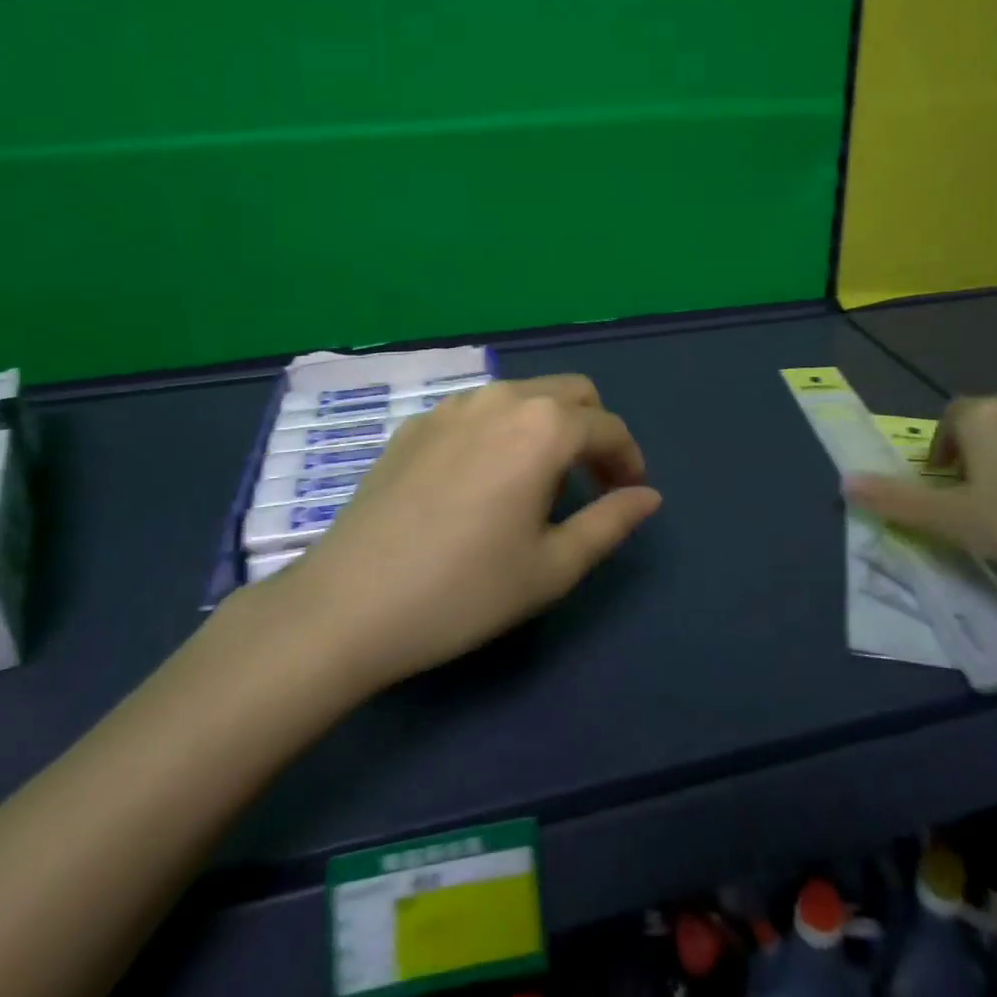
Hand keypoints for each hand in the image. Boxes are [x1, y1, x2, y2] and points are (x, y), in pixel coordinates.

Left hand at [253, 375, 661, 692]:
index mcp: (543, 427)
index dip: (629, 459)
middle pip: (571, 392)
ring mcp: (452, 406)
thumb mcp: (553, 567)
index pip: (608, 427)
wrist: (348, 604)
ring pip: (523, 395)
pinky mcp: (417, 423)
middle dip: (593, 430)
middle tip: (591, 482)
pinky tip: (481, 481)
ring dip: (547, 426)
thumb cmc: (464, 590)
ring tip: (537, 483)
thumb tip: (648, 496)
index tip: (630, 494)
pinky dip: (501, 431)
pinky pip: (478, 411)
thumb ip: (610, 522)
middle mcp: (501, 399)